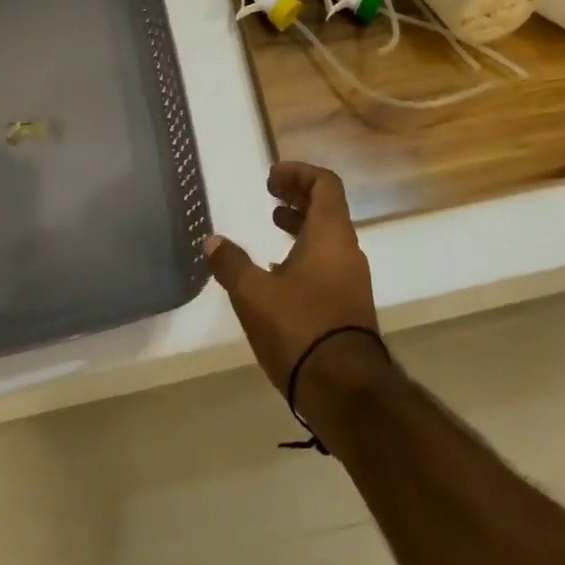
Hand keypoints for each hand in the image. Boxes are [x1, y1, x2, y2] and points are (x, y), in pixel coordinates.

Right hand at [203, 162, 378, 395]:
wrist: (346, 391)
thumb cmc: (299, 328)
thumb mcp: (253, 294)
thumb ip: (231, 263)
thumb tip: (212, 241)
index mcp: (330, 234)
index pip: (325, 184)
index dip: (299, 173)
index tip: (272, 177)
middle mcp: (347, 250)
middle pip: (328, 207)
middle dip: (298, 196)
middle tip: (270, 194)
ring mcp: (353, 279)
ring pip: (329, 237)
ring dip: (302, 226)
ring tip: (273, 227)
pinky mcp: (351, 306)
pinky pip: (330, 263)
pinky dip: (307, 254)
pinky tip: (281, 273)